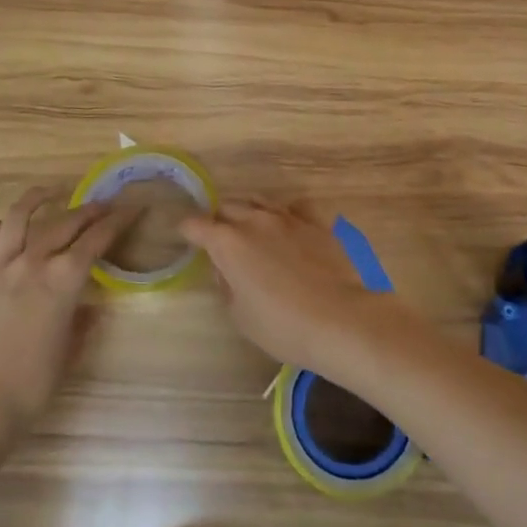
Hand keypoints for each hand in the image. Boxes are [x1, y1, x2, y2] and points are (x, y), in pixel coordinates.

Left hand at [0, 187, 130, 431]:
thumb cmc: (33, 385)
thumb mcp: (70, 353)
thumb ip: (83, 323)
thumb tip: (91, 306)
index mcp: (64, 281)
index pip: (97, 239)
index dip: (118, 220)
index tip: (132, 208)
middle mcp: (33, 264)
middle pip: (64, 223)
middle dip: (88, 210)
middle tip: (103, 204)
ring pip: (17, 220)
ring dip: (35, 200)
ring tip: (49, 192)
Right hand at [180, 199, 402, 376]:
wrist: (339, 319)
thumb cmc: (281, 326)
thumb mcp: (240, 315)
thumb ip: (227, 285)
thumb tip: (227, 269)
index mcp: (228, 243)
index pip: (196, 226)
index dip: (188, 232)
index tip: (187, 239)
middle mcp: (254, 220)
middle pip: (227, 207)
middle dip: (219, 220)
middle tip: (221, 241)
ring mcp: (288, 217)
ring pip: (259, 200)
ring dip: (249, 212)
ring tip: (252, 230)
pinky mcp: (316, 222)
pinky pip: (295, 206)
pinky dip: (286, 212)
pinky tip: (289, 225)